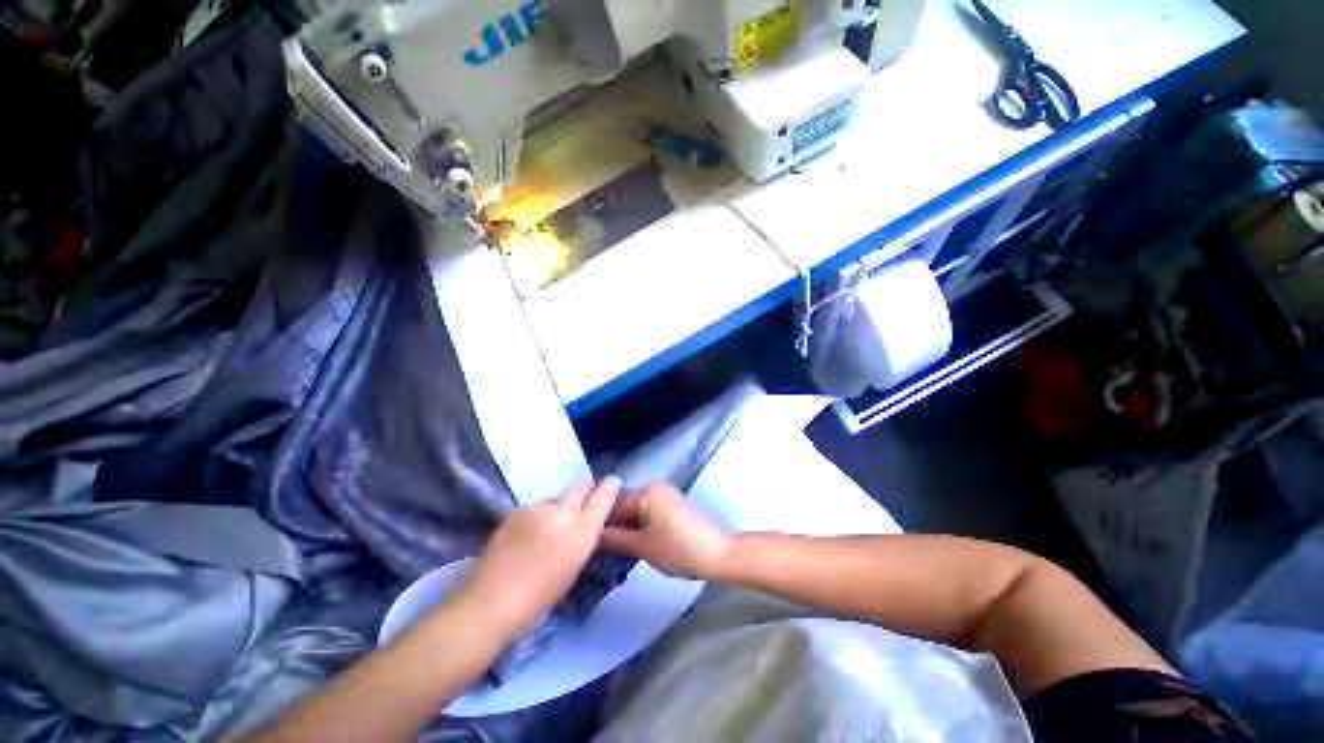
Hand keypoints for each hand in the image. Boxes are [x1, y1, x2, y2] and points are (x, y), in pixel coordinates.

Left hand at [456, 479, 620, 635]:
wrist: (492, 601)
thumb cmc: (541, 596)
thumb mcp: (575, 565)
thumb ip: (585, 536)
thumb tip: (588, 521)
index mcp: (582, 529)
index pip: (604, 493)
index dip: (611, 486)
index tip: (613, 485)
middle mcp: (563, 511)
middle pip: (581, 486)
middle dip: (586, 492)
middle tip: (582, 506)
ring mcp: (537, 507)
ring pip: (556, 498)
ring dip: (558, 507)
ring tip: (547, 529)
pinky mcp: (517, 509)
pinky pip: (536, 507)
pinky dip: (538, 516)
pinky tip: (527, 535)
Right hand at [599, 482, 730, 579]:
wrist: (718, 554)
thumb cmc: (678, 549)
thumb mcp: (642, 547)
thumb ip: (614, 539)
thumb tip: (591, 534)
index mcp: (646, 491)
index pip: (613, 504)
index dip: (600, 523)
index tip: (587, 541)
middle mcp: (656, 487)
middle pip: (626, 506)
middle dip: (615, 526)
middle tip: (601, 550)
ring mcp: (667, 495)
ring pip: (638, 511)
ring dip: (628, 528)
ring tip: (616, 550)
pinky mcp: (675, 506)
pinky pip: (651, 513)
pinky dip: (642, 526)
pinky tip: (637, 544)